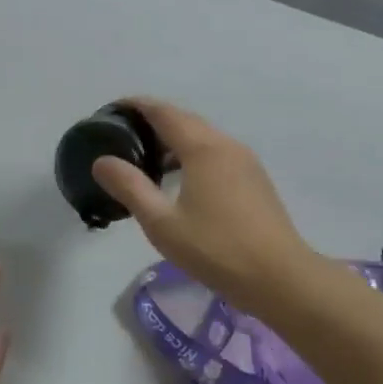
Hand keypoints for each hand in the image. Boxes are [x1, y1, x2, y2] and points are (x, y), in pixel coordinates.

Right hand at [91, 98, 314, 314]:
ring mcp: (245, 161)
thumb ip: (130, 187)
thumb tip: (102, 161)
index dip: (136, 106)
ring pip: (202, 136)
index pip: (163, 112)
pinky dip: (191, 154)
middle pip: (184, 120)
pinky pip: (216, 152)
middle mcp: (225, 145)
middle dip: (153, 121)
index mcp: (202, 148)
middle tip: (122, 136)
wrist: (280, 278)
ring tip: (146, 159)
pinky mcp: (254, 179)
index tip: (111, 110)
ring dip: (173, 139)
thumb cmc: (216, 249)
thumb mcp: (162, 222)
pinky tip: (179, 180)